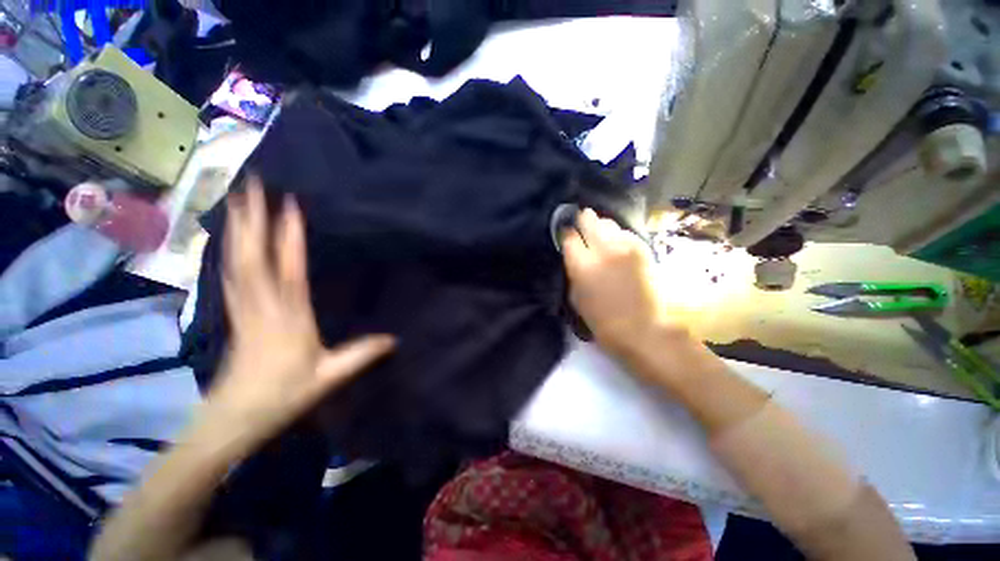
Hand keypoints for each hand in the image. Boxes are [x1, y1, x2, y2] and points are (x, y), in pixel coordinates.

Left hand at [207, 176, 394, 448]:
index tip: (290, 205)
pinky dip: (230, 251)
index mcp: (289, 317)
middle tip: (251, 184)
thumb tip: (394, 338)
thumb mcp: (330, 376)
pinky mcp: (234, 313)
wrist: (234, 417)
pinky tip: (230, 239)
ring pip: (236, 261)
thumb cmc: (283, 395)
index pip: (289, 269)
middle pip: (253, 256)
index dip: (289, 237)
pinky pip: (230, 275)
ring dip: (238, 229)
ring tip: (236, 199)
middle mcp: (262, 305)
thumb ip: (362, 354)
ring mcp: (243, 307)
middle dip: (252, 218)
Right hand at [561, 209, 686, 356]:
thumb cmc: (604, 321)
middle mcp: (602, 250)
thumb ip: (573, 273)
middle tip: (581, 220)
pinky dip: (618, 235)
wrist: (645, 329)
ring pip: (608, 223)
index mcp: (582, 266)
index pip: (569, 237)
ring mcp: (625, 247)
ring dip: (601, 226)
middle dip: (583, 219)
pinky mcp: (643, 248)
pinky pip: (625, 233)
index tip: (566, 233)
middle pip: (589, 221)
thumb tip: (573, 256)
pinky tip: (616, 243)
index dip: (566, 233)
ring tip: (599, 233)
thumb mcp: (576, 298)